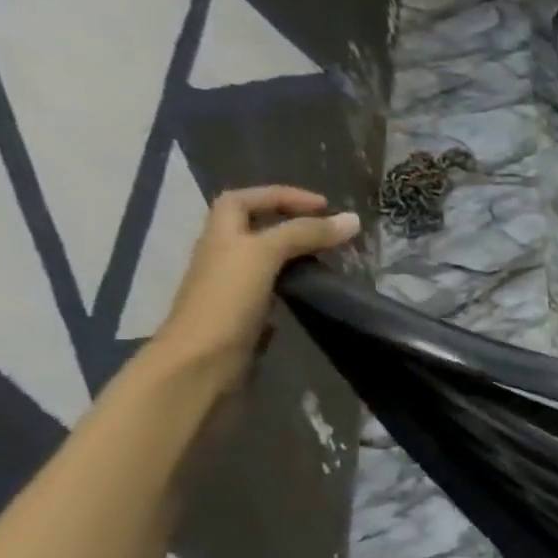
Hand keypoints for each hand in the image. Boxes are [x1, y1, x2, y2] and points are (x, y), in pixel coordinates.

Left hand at [151, 186, 359, 392]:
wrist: (204, 362)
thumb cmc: (227, 301)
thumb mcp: (264, 256)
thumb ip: (305, 235)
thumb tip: (353, 220)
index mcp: (221, 235)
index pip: (245, 200)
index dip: (281, 196)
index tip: (324, 205)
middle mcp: (225, 256)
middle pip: (255, 227)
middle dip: (291, 221)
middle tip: (330, 230)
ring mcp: (235, 287)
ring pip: (268, 258)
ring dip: (297, 251)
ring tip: (332, 257)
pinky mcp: (248, 313)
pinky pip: (275, 286)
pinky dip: (297, 281)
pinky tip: (317, 289)